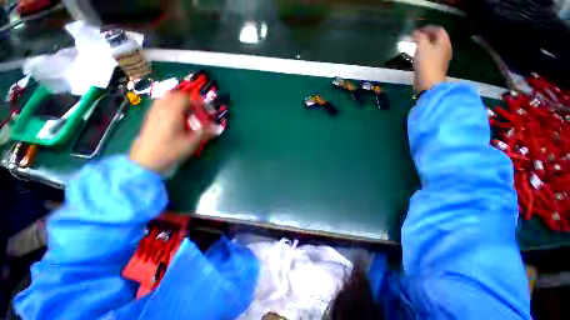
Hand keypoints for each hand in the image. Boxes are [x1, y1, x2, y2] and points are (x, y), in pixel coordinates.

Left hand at [130, 92, 215, 172]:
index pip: (186, 98)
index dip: (199, 102)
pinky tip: (175, 119)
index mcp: (172, 112)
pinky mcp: (150, 118)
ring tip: (187, 114)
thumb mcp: (191, 143)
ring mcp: (153, 112)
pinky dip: (170, 107)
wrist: (146, 162)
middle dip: (188, 101)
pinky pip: (160, 105)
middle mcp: (161, 108)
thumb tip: (218, 127)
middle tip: (197, 112)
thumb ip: (205, 132)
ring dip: (178, 102)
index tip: (207, 112)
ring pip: (166, 98)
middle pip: (175, 95)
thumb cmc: (170, 151)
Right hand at [412, 26, 451, 91]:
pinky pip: (431, 56)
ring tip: (415, 47)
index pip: (438, 29)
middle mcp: (445, 49)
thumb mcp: (422, 46)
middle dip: (427, 36)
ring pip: (434, 48)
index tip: (417, 30)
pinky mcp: (435, 67)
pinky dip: (425, 54)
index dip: (428, 28)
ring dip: (425, 45)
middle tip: (416, 38)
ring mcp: (441, 59)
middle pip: (437, 39)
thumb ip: (420, 37)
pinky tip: (418, 57)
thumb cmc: (426, 63)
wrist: (428, 83)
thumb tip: (416, 33)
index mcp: (444, 42)